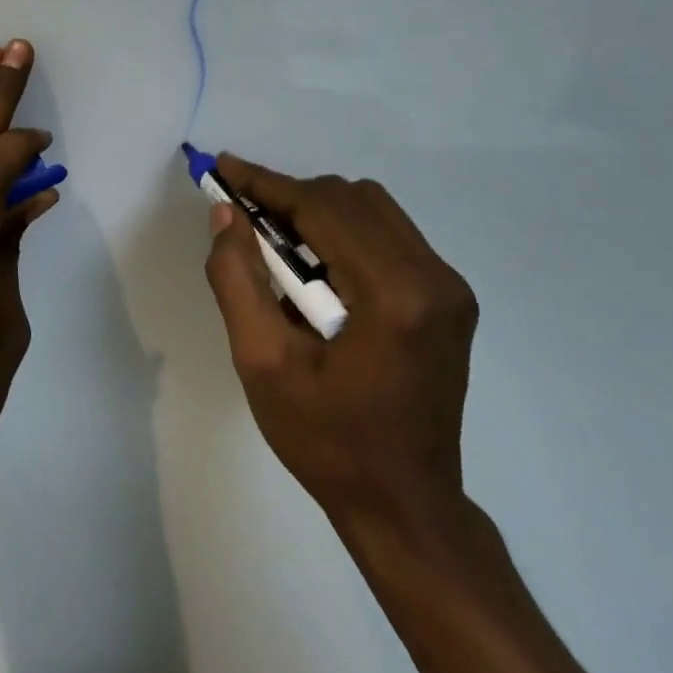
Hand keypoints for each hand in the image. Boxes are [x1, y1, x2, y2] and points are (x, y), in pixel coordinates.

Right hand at [203, 156, 479, 527]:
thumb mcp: (262, 364)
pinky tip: (316, 268)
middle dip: (290, 197)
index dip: (267, 184)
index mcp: (393, 296)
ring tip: (275, 243)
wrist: (405, 506)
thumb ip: (237, 279)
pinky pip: (388, 234)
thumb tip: (226, 213)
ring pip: (371, 208)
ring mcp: (449, 286)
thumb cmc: (327, 442)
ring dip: (317, 212)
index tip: (223, 167)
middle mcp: (433, 277)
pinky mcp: (449, 297)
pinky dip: (343, 232)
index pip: (322, 209)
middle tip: (242, 216)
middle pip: (349, 198)